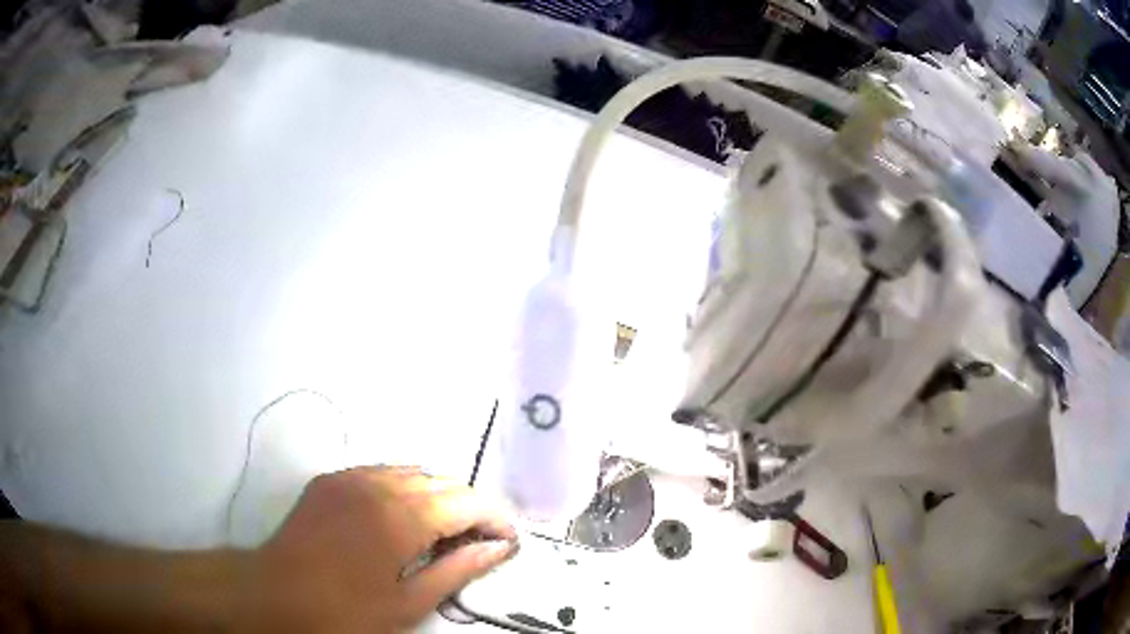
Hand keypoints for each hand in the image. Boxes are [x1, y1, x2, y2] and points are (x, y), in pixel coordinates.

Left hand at [248, 466, 517, 632]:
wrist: (274, 593)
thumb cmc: (345, 610)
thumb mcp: (408, 602)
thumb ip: (457, 570)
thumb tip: (499, 548)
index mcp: (401, 517)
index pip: (467, 501)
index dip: (495, 518)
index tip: (508, 541)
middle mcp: (380, 483)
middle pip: (443, 481)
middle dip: (470, 507)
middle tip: (477, 542)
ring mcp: (351, 476)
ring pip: (413, 472)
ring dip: (438, 496)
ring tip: (443, 530)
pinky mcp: (332, 479)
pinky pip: (382, 472)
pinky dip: (405, 489)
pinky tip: (402, 517)